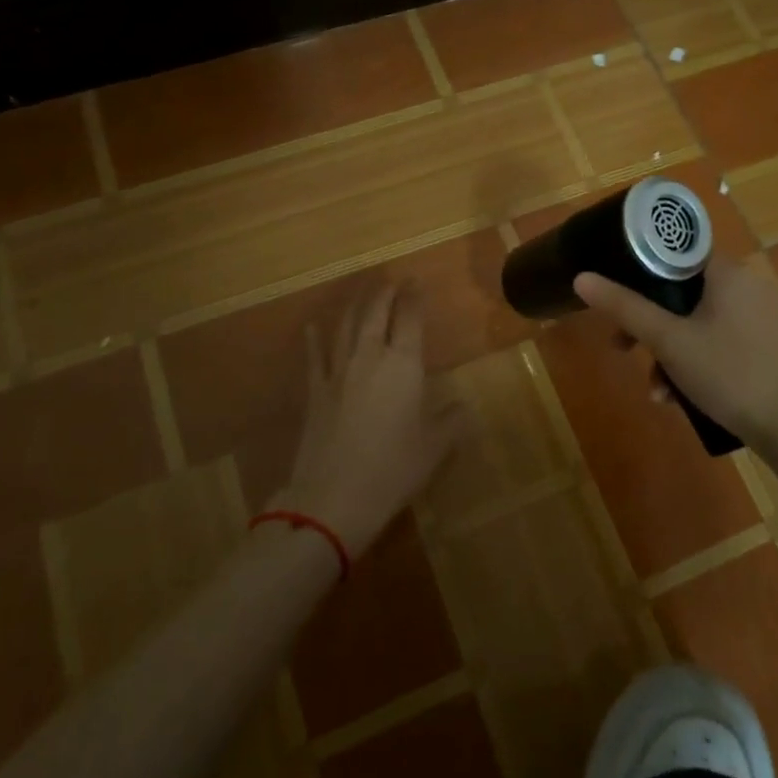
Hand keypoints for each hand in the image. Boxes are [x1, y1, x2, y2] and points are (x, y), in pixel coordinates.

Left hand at [271, 285, 463, 557]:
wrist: (333, 496)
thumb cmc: (393, 469)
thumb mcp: (435, 448)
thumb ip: (452, 421)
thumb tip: (464, 406)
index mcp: (403, 365)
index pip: (410, 319)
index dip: (414, 297)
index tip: (417, 280)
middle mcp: (369, 357)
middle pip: (376, 313)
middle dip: (386, 292)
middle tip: (393, 280)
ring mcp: (337, 372)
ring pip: (347, 326)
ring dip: (356, 306)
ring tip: (363, 292)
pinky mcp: (315, 391)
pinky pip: (314, 356)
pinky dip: (315, 338)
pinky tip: (313, 326)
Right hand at [572, 259, 777, 479]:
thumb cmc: (728, 373)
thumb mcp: (667, 341)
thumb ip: (624, 307)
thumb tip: (581, 277)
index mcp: (727, 271)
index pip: (675, 250)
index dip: (640, 268)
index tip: (616, 293)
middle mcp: (746, 284)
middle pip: (680, 290)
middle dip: (648, 325)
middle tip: (623, 348)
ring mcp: (758, 314)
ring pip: (695, 320)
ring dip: (667, 351)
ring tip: (657, 390)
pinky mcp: (763, 342)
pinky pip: (715, 338)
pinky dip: (693, 360)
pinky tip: (679, 396)